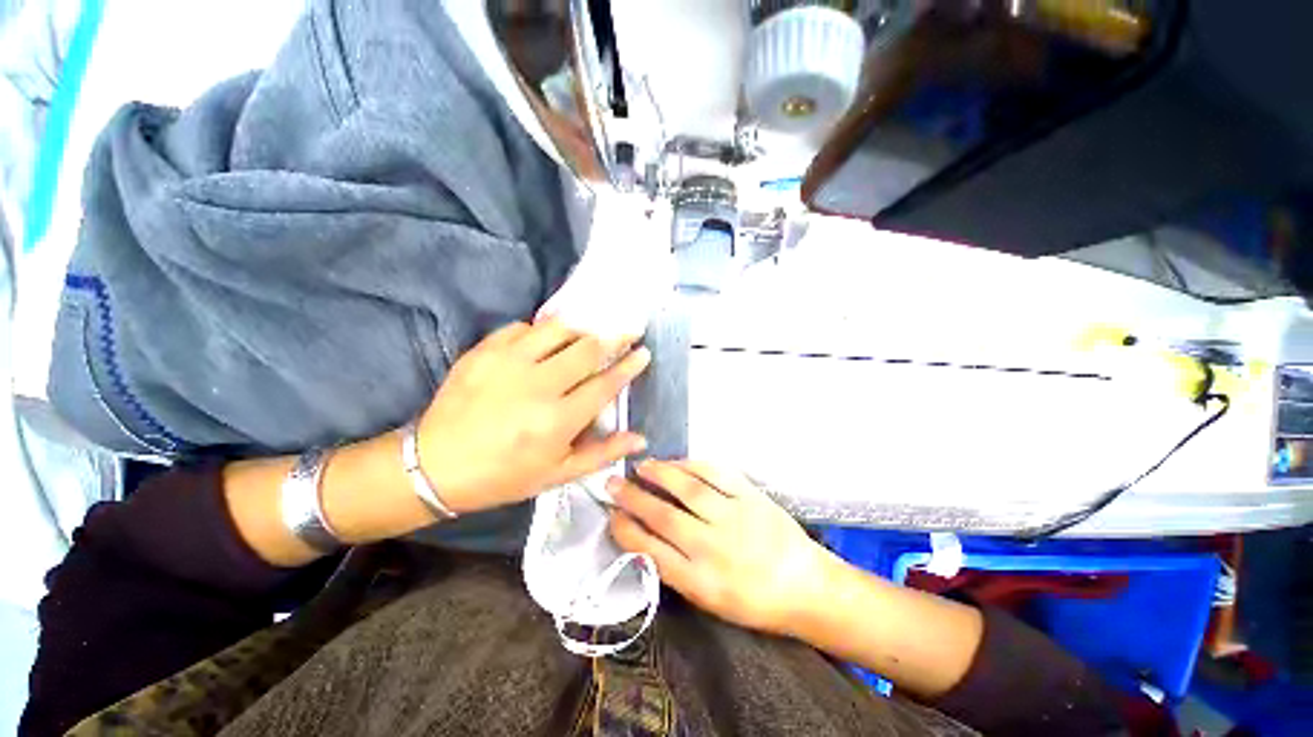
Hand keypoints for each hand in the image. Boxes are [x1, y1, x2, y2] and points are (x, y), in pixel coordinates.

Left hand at [417, 320, 649, 513]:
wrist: (434, 465)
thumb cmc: (503, 475)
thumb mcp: (557, 475)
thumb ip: (602, 453)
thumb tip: (640, 438)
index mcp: (558, 420)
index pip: (605, 384)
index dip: (629, 366)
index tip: (644, 352)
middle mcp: (538, 385)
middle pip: (588, 349)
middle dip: (615, 337)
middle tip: (628, 332)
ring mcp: (508, 362)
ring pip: (558, 329)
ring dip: (581, 330)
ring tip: (588, 335)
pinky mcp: (484, 351)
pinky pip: (523, 327)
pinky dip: (540, 331)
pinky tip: (543, 343)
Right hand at [608, 461, 832, 635]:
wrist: (805, 587)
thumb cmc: (754, 601)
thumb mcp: (709, 600)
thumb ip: (675, 570)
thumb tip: (643, 537)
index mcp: (701, 582)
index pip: (650, 550)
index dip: (625, 530)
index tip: (611, 515)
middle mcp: (713, 547)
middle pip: (663, 515)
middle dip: (632, 497)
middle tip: (613, 482)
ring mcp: (734, 516)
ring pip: (687, 488)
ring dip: (659, 473)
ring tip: (641, 466)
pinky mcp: (751, 496)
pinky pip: (716, 473)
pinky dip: (691, 464)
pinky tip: (677, 462)